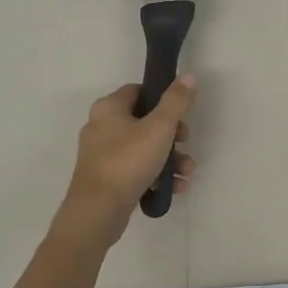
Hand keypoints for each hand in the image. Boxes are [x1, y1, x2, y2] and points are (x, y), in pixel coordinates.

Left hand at [61, 77, 197, 234]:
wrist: (98, 211)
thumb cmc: (128, 161)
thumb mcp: (159, 127)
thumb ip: (176, 101)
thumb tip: (189, 76)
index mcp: (108, 108)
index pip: (138, 91)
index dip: (162, 98)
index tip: (181, 112)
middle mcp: (101, 127)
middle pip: (145, 121)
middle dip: (172, 134)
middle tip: (186, 142)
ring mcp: (102, 155)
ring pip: (143, 148)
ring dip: (170, 158)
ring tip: (187, 172)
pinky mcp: (106, 179)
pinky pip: (136, 170)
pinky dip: (156, 175)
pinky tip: (175, 187)